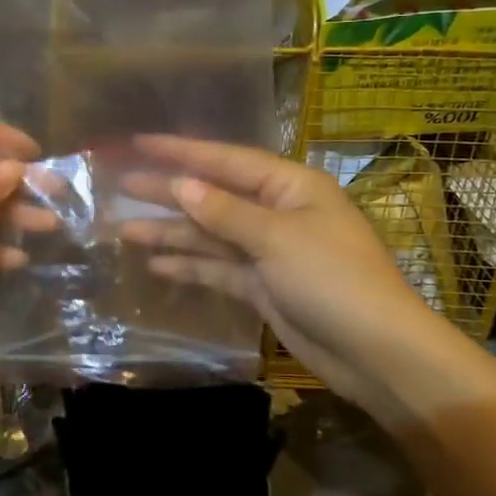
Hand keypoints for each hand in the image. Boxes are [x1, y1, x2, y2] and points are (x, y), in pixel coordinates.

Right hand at [119, 135, 432, 406]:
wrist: (375, 352)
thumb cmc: (333, 280)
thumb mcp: (277, 239)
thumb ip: (225, 212)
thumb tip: (181, 185)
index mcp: (289, 187)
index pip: (226, 161)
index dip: (180, 151)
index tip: (139, 143)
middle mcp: (277, 212)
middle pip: (213, 196)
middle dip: (168, 193)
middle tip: (120, 186)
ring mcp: (269, 252)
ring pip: (211, 235)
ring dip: (171, 233)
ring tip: (124, 231)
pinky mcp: (263, 287)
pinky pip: (219, 269)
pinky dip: (190, 267)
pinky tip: (156, 265)